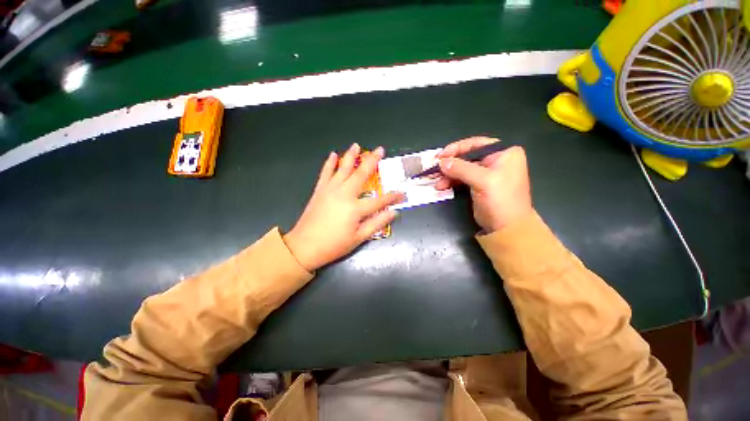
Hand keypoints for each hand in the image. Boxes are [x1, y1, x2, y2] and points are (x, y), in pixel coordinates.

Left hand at [284, 143, 404, 270]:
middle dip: (373, 161)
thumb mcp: (359, 238)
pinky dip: (329, 163)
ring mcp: (330, 190)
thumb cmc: (334, 245)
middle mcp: (344, 194)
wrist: (304, 247)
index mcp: (355, 208)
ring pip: (343, 168)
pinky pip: (325, 173)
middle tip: (380, 149)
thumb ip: (377, 223)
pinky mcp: (319, 191)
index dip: (393, 197)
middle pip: (361, 174)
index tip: (403, 194)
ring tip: (357, 145)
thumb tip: (393, 212)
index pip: (380, 200)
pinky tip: (333, 155)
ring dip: (351, 156)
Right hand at [435, 137, 531, 232]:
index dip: (456, 149)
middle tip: (434, 169)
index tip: (440, 156)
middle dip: (450, 164)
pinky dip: (451, 181)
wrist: (507, 228)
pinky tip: (442, 186)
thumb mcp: (482, 181)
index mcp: (504, 153)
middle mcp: (496, 160)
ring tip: (436, 182)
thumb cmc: (500, 200)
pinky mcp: (479, 185)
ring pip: (462, 168)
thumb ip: (461, 168)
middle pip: (467, 156)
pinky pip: (462, 178)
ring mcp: (487, 173)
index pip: (476, 144)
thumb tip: (442, 162)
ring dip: (448, 174)